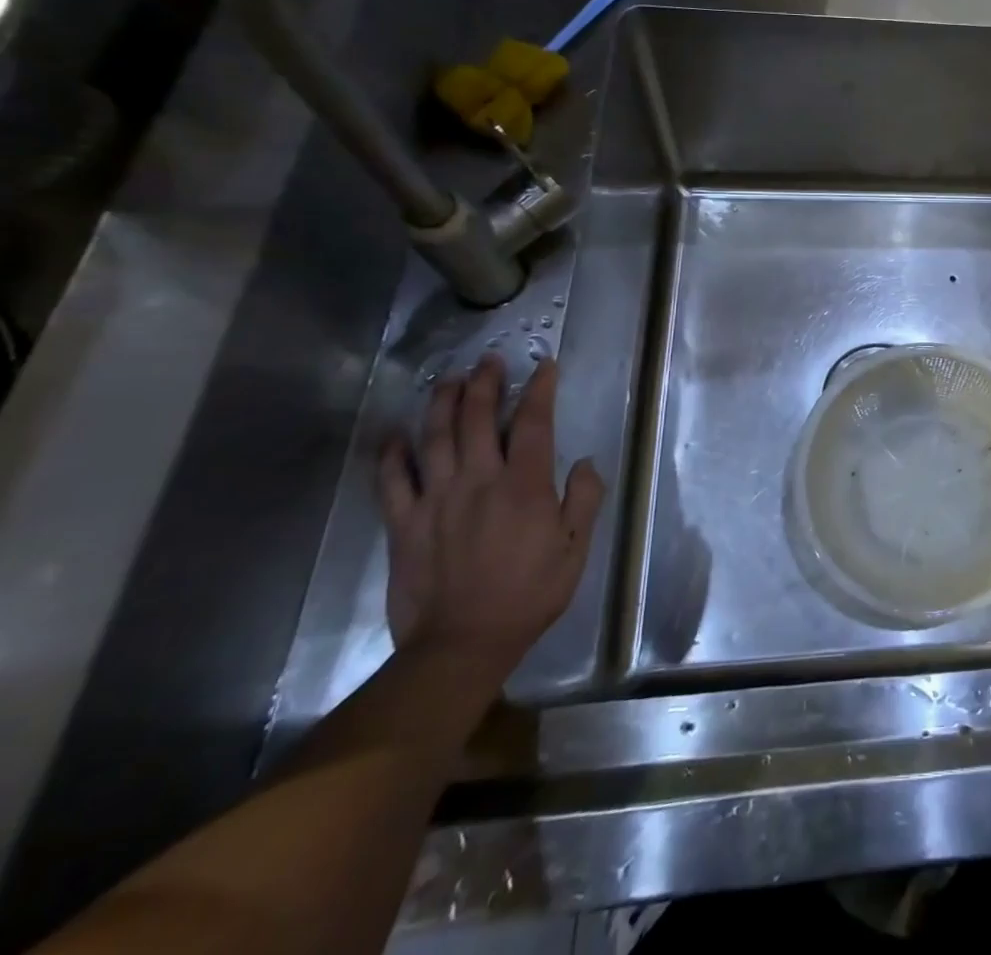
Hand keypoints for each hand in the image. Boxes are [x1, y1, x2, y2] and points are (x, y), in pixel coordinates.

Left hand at [378, 356, 603, 674]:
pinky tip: (396, 434)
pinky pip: (391, 481)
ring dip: (442, 404)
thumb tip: (585, 463)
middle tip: (489, 361)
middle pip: (478, 419)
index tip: (545, 366)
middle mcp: (478, 481)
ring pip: (434, 438)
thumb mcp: (575, 549)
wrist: (461, 644)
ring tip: (449, 381)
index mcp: (524, 486)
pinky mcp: (403, 524)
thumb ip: (584, 500)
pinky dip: (391, 453)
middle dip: (485, 384)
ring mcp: (435, 500)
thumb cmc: (529, 594)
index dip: (540, 389)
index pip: (534, 423)